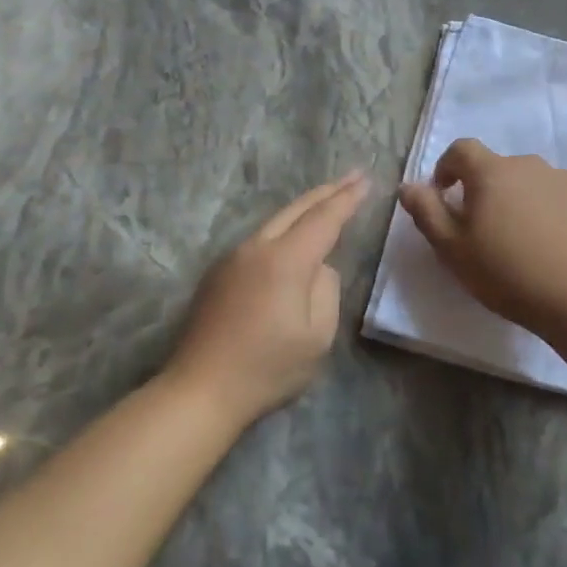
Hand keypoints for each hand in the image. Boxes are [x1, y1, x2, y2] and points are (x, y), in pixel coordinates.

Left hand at [172, 171, 369, 426]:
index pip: (324, 219)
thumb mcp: (317, 336)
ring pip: (275, 221)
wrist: (200, 390)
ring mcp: (232, 259)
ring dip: (304, 208)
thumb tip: (318, 269)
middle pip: (297, 209)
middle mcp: (257, 248)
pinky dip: (284, 227)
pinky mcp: (218, 274)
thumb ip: (326, 291)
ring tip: (327, 199)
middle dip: (328, 191)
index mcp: (286, 260)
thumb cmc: (267, 368)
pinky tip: (292, 235)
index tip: (366, 180)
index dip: (347, 199)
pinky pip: (260, 239)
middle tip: (353, 176)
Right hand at [398, 140, 566, 335]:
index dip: (447, 167)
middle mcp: (529, 165)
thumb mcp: (452, 248)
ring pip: (530, 182)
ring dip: (518, 200)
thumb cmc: (506, 272)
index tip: (445, 194)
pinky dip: (549, 211)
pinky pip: (558, 197)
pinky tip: (552, 244)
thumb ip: (426, 212)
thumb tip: (408, 186)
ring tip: (521, 240)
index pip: (461, 149)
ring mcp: (564, 179)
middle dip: (485, 190)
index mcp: (492, 172)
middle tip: (484, 230)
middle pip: (497, 168)